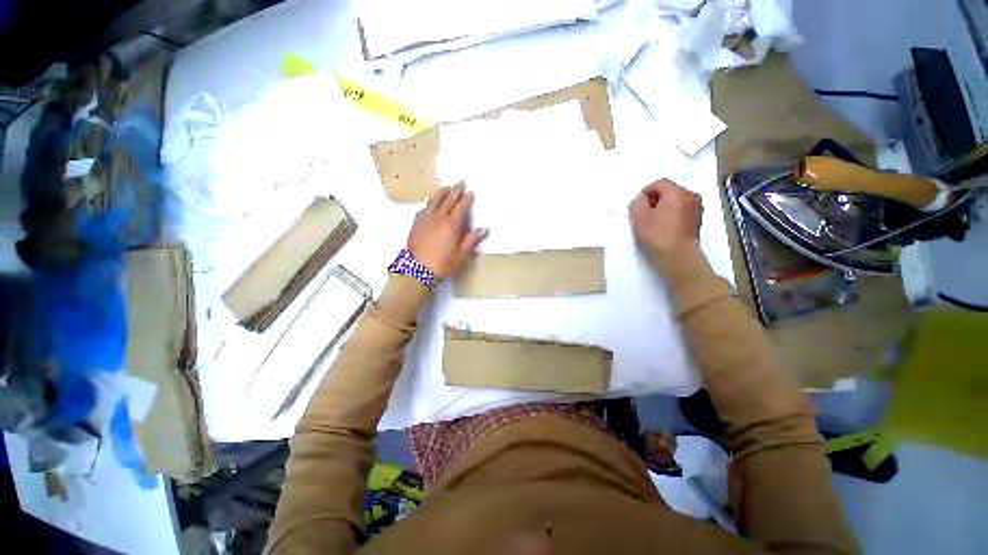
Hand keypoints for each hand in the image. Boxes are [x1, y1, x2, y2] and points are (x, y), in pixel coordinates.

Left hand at [408, 183, 488, 277]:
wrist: (417, 270)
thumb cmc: (442, 264)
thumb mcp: (461, 255)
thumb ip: (472, 240)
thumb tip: (484, 229)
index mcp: (451, 225)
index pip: (460, 207)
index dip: (466, 199)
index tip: (470, 192)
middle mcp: (438, 218)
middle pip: (448, 200)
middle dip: (455, 191)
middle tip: (460, 182)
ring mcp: (425, 219)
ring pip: (434, 201)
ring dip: (441, 193)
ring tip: (446, 187)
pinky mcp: (416, 224)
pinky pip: (424, 208)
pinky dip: (430, 203)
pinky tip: (431, 203)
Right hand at [629, 179, 702, 258]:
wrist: (678, 256)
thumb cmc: (657, 235)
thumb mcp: (638, 217)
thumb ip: (637, 202)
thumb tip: (642, 199)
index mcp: (677, 192)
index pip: (659, 183)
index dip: (645, 192)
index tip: (637, 207)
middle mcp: (690, 195)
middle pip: (669, 191)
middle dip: (655, 200)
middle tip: (644, 215)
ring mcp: (697, 208)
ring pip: (676, 201)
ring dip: (664, 207)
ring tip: (654, 222)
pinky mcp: (698, 220)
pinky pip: (682, 210)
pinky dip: (672, 214)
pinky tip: (664, 228)